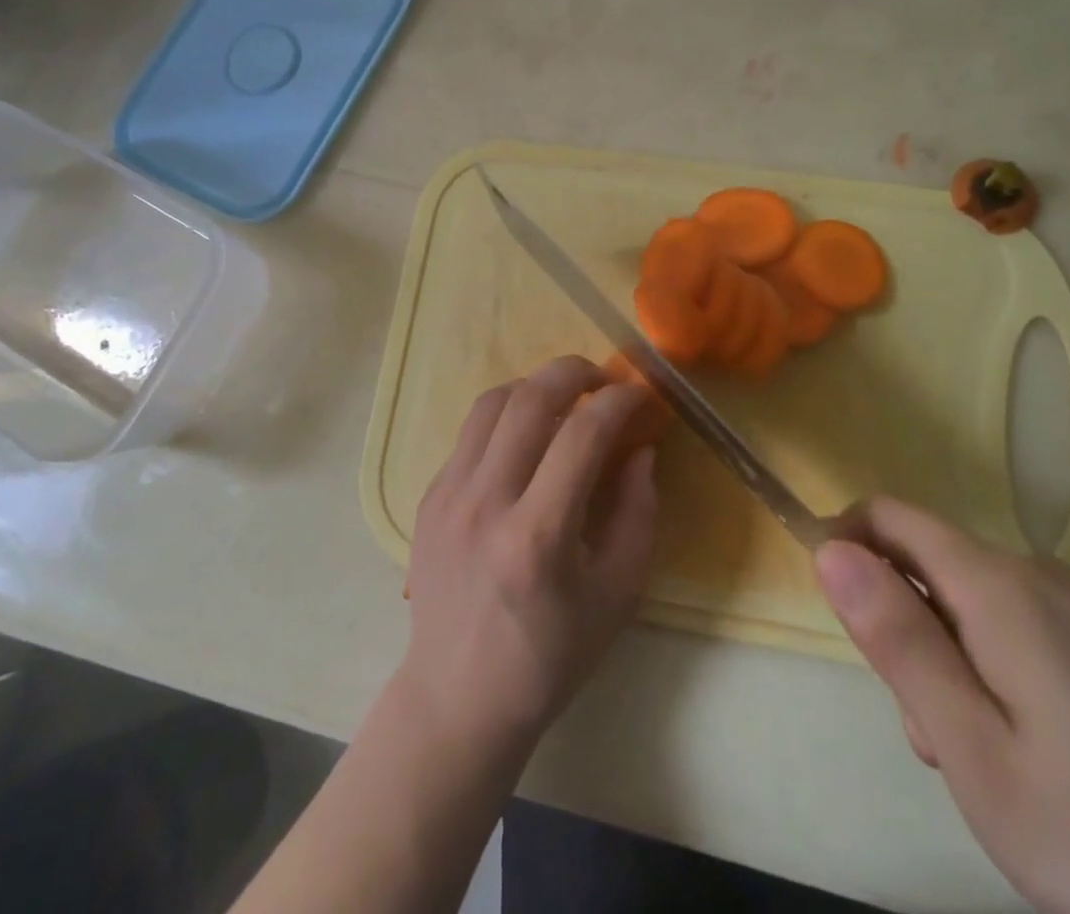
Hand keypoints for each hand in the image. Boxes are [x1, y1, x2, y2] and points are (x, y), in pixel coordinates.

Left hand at [396, 356, 659, 757]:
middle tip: (603, 380)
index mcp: (537, 537)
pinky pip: (471, 432)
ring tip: (565, 400)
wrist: (458, 698)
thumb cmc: (550, 657)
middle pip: (530, 399)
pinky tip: (527, 439)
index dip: (619, 402)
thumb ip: (639, 514)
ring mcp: (448, 495)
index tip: (640, 397)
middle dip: (575, 372)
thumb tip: (640, 449)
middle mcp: (485, 503)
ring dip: (536, 386)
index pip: (582, 434)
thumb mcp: (618, 596)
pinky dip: (506, 417)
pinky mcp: (429, 496)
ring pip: (492, 402)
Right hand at [815, 498, 1069, 913]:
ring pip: (970, 607)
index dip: (844, 545)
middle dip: (903, 632)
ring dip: (949, 665)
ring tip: (992, 767)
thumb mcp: (978, 754)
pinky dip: (996, 678)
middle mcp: (1033, 575)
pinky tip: (1041, 763)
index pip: (888, 518)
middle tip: (936, 738)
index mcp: (994, 586)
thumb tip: (829, 552)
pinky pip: (1018, 633)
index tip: (842, 621)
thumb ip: (898, 642)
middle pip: (927, 567)